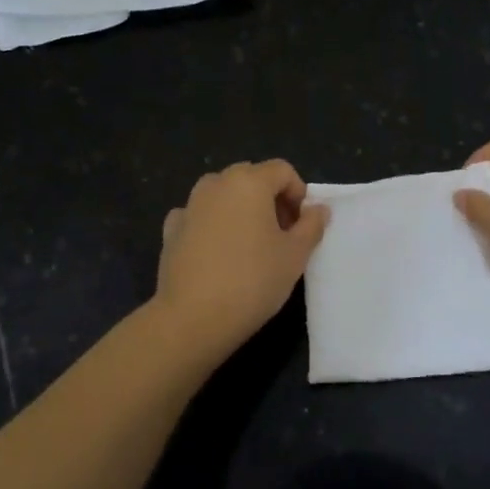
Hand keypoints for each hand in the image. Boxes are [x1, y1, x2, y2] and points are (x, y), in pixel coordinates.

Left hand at [154, 160, 329, 351]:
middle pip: (251, 178)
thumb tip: (318, 209)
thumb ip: (311, 226)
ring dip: (240, 209)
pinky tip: (217, 254)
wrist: (192, 317)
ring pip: (222, 195)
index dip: (298, 194)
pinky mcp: (171, 230)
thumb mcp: (295, 255)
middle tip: (281, 235)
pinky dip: (212, 225)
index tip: (302, 225)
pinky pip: (198, 216)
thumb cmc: (253, 281)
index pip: (282, 170)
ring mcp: (189, 205)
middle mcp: (216, 184)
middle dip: (270, 199)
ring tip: (249, 245)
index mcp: (249, 182)